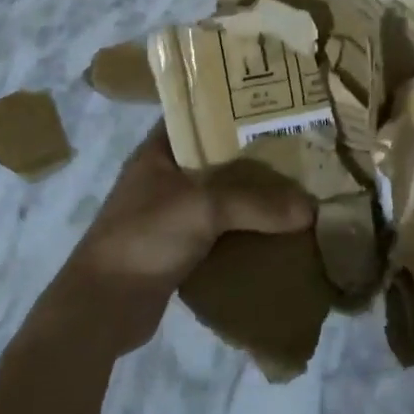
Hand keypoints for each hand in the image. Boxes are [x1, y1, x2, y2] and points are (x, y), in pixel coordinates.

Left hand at [58, 125, 313, 353]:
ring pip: (224, 196)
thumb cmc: (145, 237)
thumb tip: (310, 209)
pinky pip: (223, 230)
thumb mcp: (203, 207)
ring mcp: (172, 214)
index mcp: (159, 151)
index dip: (235, 108)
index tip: (277, 106)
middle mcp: (165, 177)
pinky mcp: (180, 247)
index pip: (200, 115)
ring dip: (255, 197)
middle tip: (301, 150)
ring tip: (298, 188)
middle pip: (219, 158)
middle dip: (257, 157)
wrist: (103, 306)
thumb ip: (257, 203)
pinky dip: (247, 230)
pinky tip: (279, 231)